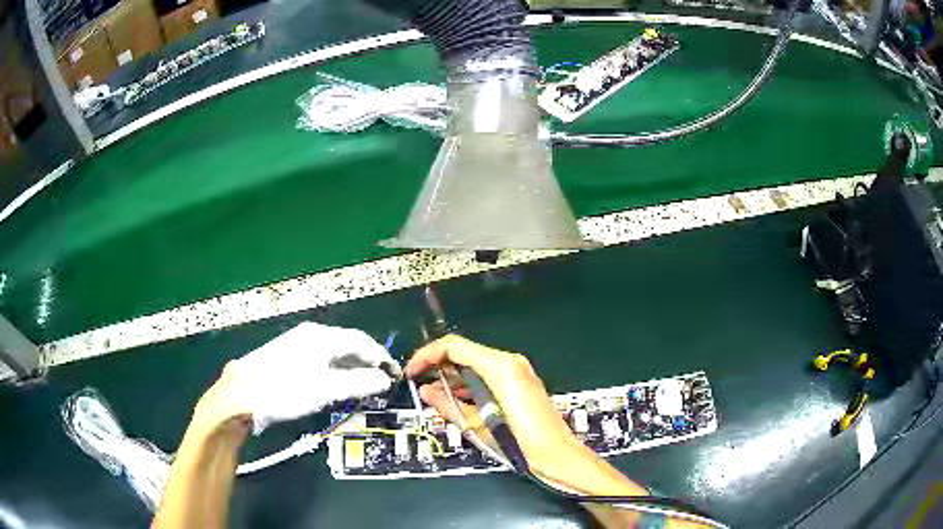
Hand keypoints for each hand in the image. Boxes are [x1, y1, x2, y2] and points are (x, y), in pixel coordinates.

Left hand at [213, 322, 399, 433]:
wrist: (241, 395)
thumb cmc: (286, 390)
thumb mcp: (326, 389)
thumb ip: (359, 383)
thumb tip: (385, 379)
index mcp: (322, 336)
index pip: (362, 341)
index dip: (382, 357)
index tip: (396, 375)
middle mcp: (311, 335)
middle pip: (348, 345)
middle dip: (368, 363)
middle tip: (381, 383)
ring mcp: (298, 345)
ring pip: (334, 353)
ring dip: (352, 368)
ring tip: (363, 387)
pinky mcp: (288, 357)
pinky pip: (321, 360)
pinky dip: (336, 371)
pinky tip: (336, 385)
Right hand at [406, 335, 645, 495]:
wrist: (558, 455)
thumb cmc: (520, 443)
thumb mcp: (477, 427)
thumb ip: (447, 405)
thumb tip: (425, 391)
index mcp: (500, 367)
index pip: (454, 346)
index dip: (427, 355)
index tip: (411, 371)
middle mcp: (510, 362)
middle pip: (465, 352)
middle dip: (439, 366)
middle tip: (419, 384)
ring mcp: (518, 370)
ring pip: (475, 363)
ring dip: (453, 376)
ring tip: (434, 396)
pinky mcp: (521, 381)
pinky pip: (487, 374)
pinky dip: (469, 383)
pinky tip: (457, 400)